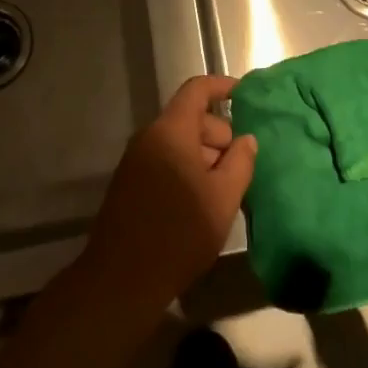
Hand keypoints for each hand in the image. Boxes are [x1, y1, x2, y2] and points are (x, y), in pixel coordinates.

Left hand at [78, 75, 255, 310]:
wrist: (121, 281)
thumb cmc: (179, 233)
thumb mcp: (223, 198)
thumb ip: (241, 161)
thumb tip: (246, 139)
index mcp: (170, 131)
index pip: (197, 90)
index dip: (223, 87)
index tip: (247, 96)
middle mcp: (149, 138)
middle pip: (190, 119)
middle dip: (220, 135)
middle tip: (242, 166)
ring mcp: (135, 161)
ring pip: (179, 143)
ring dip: (205, 157)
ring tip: (226, 189)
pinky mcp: (129, 184)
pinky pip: (165, 161)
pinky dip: (187, 170)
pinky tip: (202, 202)